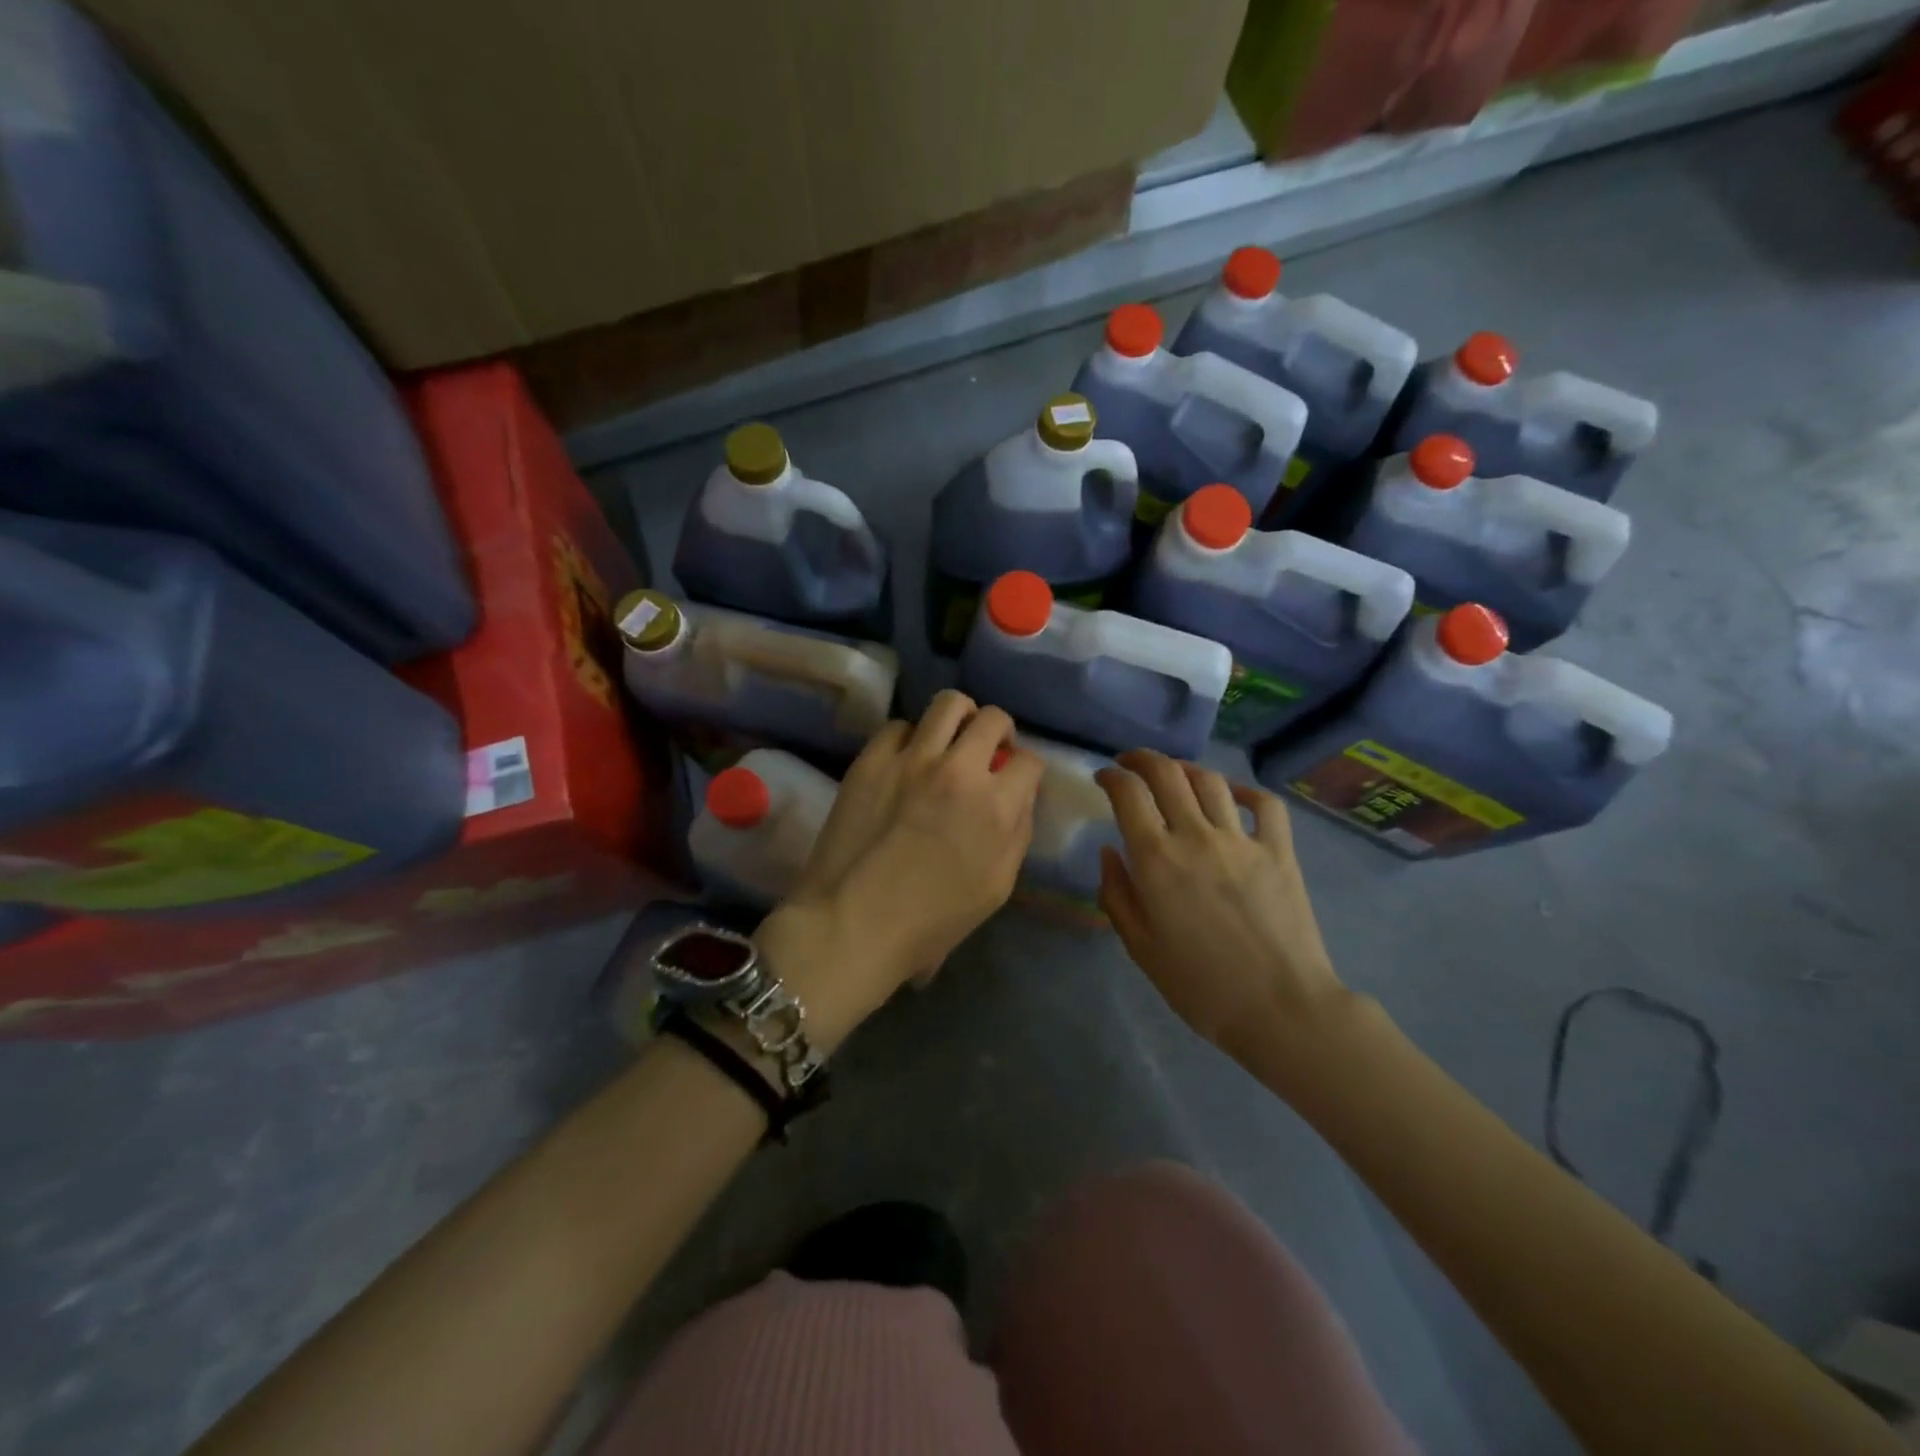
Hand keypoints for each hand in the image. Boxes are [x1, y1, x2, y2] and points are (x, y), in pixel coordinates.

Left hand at [760, 691, 1042, 1041]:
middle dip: (999, 732)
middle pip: (993, 719)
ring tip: (951, 739)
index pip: (1029, 761)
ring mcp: (912, 759)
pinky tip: (905, 761)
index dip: (1025, 771)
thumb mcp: (997, 887)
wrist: (853, 923)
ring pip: (948, 704)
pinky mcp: (872, 759)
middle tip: (987, 751)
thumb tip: (1019, 796)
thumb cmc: (931, 920)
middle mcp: (959, 770)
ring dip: (959, 718)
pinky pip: (899, 725)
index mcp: (995, 806)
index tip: (1013, 781)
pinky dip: (910, 738)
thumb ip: (1017, 833)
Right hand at [1094, 750, 1347, 1066]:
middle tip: (1130, 762)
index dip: (1111, 777)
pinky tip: (1231, 795)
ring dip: (1185, 769)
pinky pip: (1263, 804)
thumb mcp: (1140, 947)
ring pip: (1210, 781)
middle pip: (1166, 773)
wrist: (1280, 1008)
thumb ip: (1117, 894)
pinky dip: (1244, 790)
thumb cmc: (1200, 985)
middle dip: (1142, 759)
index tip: (1104, 777)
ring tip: (1174, 774)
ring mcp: (1242, 840)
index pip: (1128, 794)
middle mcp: (1196, 836)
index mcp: (1156, 859)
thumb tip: (1109, 852)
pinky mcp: (1279, 851)